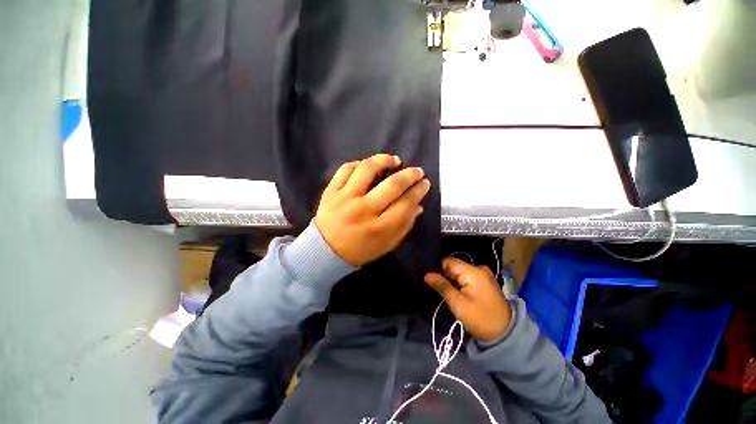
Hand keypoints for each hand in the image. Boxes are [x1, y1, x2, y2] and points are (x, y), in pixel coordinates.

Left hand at [314, 154, 430, 266]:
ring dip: (384, 160)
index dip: (419, 191)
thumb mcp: (386, 246)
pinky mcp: (331, 191)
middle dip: (410, 175)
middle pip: (392, 185)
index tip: (425, 184)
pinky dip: (360, 163)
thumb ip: (404, 227)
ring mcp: (345, 198)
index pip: (405, 204)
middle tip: (417, 171)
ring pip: (368, 170)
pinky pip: (346, 169)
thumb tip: (417, 206)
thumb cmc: (359, 251)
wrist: (324, 251)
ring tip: (394, 160)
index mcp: (379, 228)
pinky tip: (369, 165)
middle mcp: (363, 210)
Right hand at [425, 257, 512, 341]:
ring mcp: (483, 274)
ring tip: (441, 289)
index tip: (428, 278)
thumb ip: (442, 286)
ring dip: (450, 279)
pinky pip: (465, 276)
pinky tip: (453, 290)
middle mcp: (479, 268)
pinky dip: (458, 282)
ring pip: (458, 271)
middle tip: (434, 286)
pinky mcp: (484, 280)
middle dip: (443, 274)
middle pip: (454, 265)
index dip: (437, 268)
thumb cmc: (480, 319)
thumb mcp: (458, 304)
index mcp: (473, 272)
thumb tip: (426, 274)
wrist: (505, 334)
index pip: (448, 261)